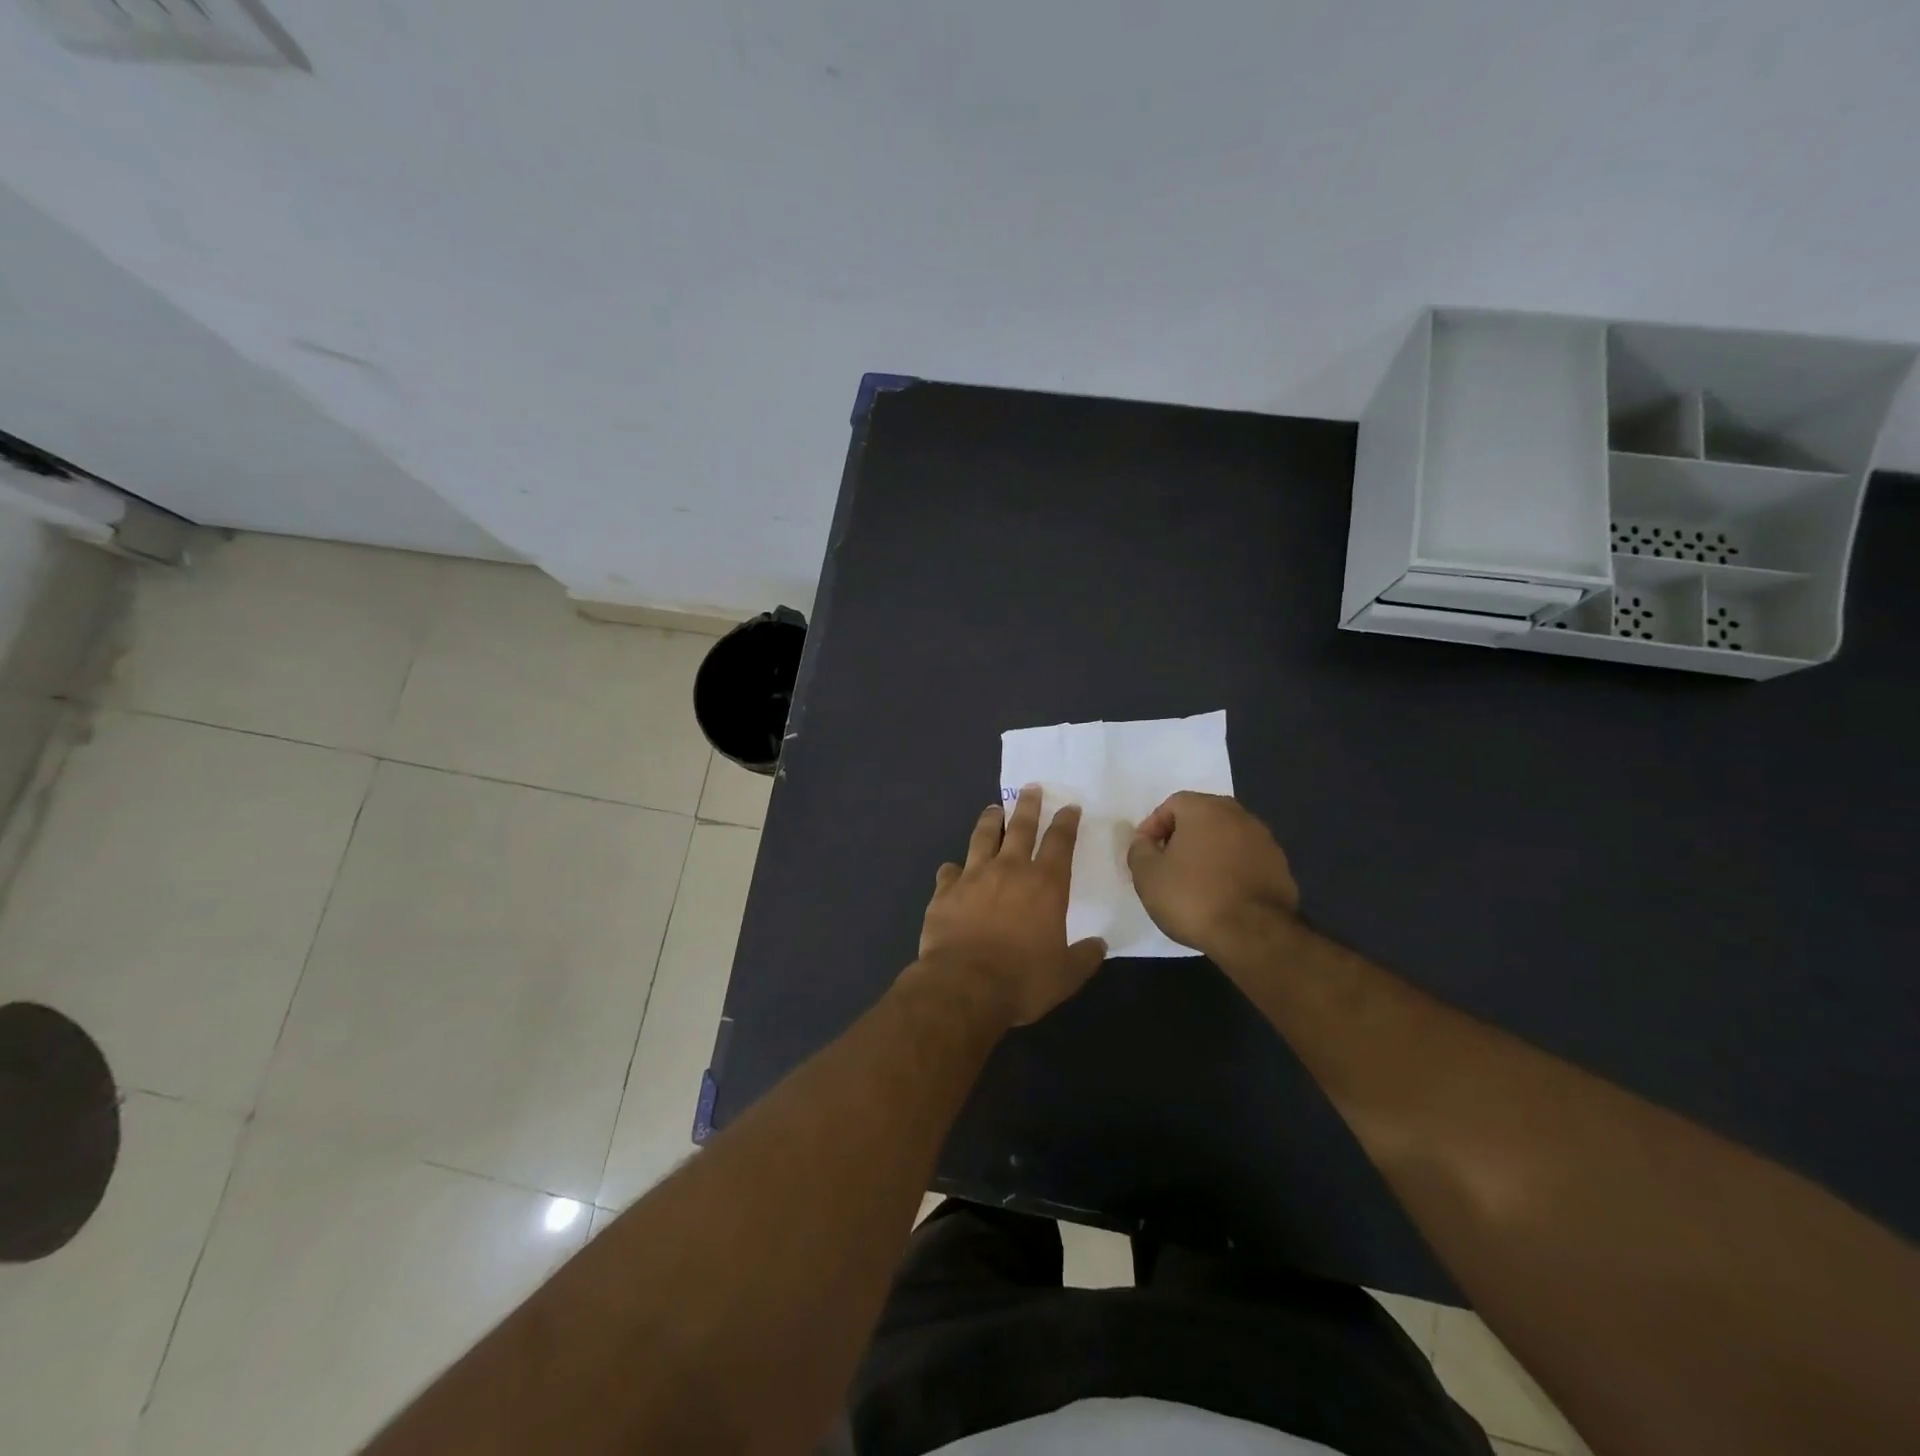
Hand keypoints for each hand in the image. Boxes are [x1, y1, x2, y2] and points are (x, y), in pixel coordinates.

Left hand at [915, 785, 1107, 1026]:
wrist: (964, 986)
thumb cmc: (1022, 980)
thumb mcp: (1065, 975)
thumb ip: (1084, 957)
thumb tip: (1100, 945)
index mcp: (1045, 885)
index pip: (1060, 842)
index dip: (1066, 822)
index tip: (1069, 806)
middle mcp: (1009, 870)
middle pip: (1020, 827)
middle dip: (1028, 805)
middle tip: (1030, 787)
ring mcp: (973, 876)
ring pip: (982, 838)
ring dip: (989, 821)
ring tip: (993, 809)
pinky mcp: (945, 891)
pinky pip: (949, 871)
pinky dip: (953, 869)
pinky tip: (952, 869)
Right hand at [1126, 792, 1298, 959]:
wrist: (1254, 935)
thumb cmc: (1193, 897)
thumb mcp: (1147, 875)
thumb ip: (1139, 850)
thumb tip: (1145, 842)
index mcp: (1205, 809)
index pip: (1172, 804)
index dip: (1153, 826)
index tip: (1145, 853)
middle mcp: (1239, 815)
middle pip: (1202, 817)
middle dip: (1182, 837)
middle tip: (1167, 864)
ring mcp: (1265, 841)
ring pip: (1226, 838)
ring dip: (1209, 853)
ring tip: (1194, 883)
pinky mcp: (1281, 868)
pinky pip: (1246, 860)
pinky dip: (1231, 870)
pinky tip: (1221, 896)